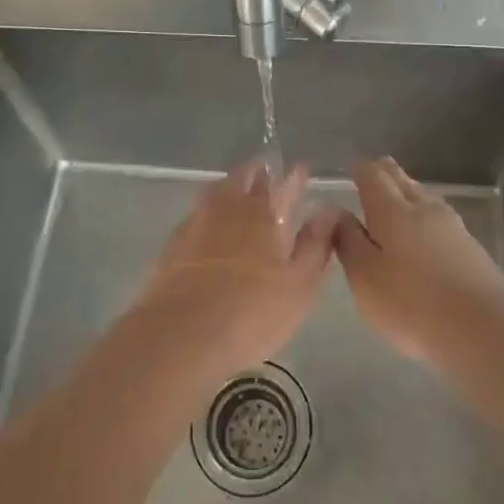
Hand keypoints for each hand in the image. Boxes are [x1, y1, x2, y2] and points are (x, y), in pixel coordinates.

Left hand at [136, 160, 336, 379]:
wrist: (182, 335)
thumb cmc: (252, 313)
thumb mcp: (299, 285)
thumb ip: (316, 244)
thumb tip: (329, 211)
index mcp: (264, 214)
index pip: (283, 182)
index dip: (295, 175)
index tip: (302, 168)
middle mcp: (230, 207)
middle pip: (245, 177)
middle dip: (260, 172)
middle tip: (269, 175)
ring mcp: (198, 222)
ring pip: (217, 191)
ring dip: (232, 186)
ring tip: (240, 193)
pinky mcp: (174, 243)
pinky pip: (197, 214)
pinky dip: (209, 212)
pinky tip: (210, 227)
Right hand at [333, 157, 503, 363]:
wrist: (482, 330)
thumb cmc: (411, 304)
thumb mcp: (365, 278)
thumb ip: (349, 242)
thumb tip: (338, 213)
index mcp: (393, 211)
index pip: (374, 178)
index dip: (362, 171)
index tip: (355, 167)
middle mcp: (424, 209)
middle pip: (403, 181)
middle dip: (388, 174)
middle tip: (377, 168)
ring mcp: (453, 227)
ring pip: (426, 197)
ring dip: (410, 191)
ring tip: (401, 193)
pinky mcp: (472, 248)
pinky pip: (442, 219)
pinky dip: (427, 215)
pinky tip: (428, 229)